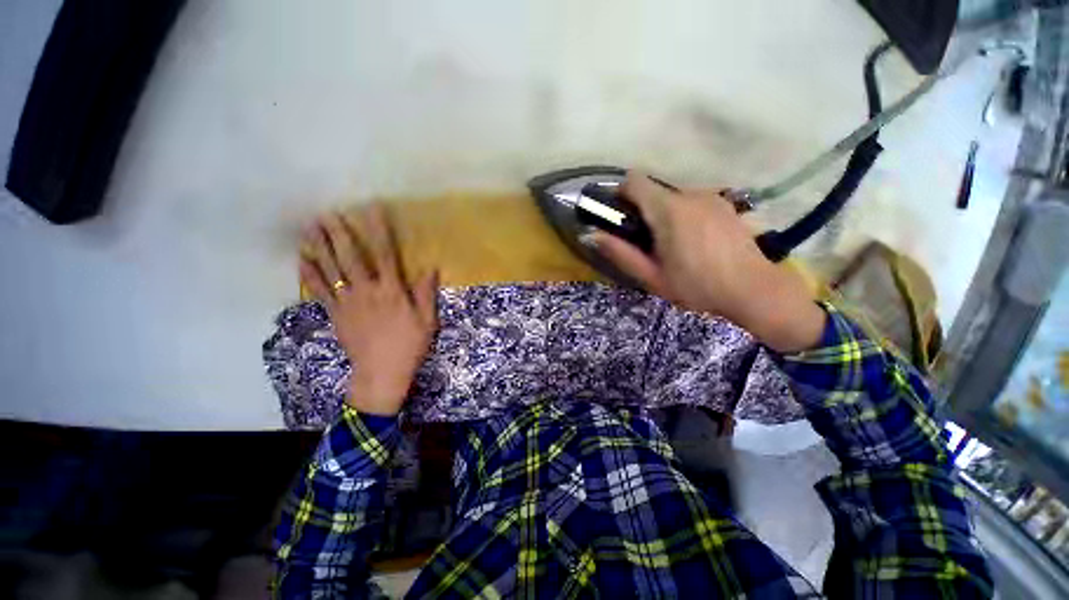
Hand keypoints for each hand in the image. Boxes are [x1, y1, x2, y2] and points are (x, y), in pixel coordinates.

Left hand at [300, 206, 438, 415]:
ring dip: (320, 247)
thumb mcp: (427, 320)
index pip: (384, 254)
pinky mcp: (335, 315)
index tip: (372, 210)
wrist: (381, 373)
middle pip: (350, 258)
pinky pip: (319, 291)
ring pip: (330, 270)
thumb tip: (431, 268)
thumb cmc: (409, 346)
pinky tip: (302, 258)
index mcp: (392, 292)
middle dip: (339, 234)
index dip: (378, 231)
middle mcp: (367, 291)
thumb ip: (426, 293)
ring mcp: (347, 303)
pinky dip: (309, 274)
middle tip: (327, 213)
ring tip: (310, 227)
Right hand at [589, 173, 825, 352]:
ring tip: (675, 246)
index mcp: (669, 210)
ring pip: (675, 197)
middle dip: (644, 211)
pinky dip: (685, 215)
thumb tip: (592, 235)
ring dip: (665, 214)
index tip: (621, 217)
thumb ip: (620, 253)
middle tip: (648, 242)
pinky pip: (694, 202)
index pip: (635, 180)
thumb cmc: (696, 286)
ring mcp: (712, 197)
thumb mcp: (651, 276)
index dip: (622, 194)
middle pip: (654, 191)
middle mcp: (690, 194)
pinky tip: (696, 242)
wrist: (754, 291)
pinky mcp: (726, 205)